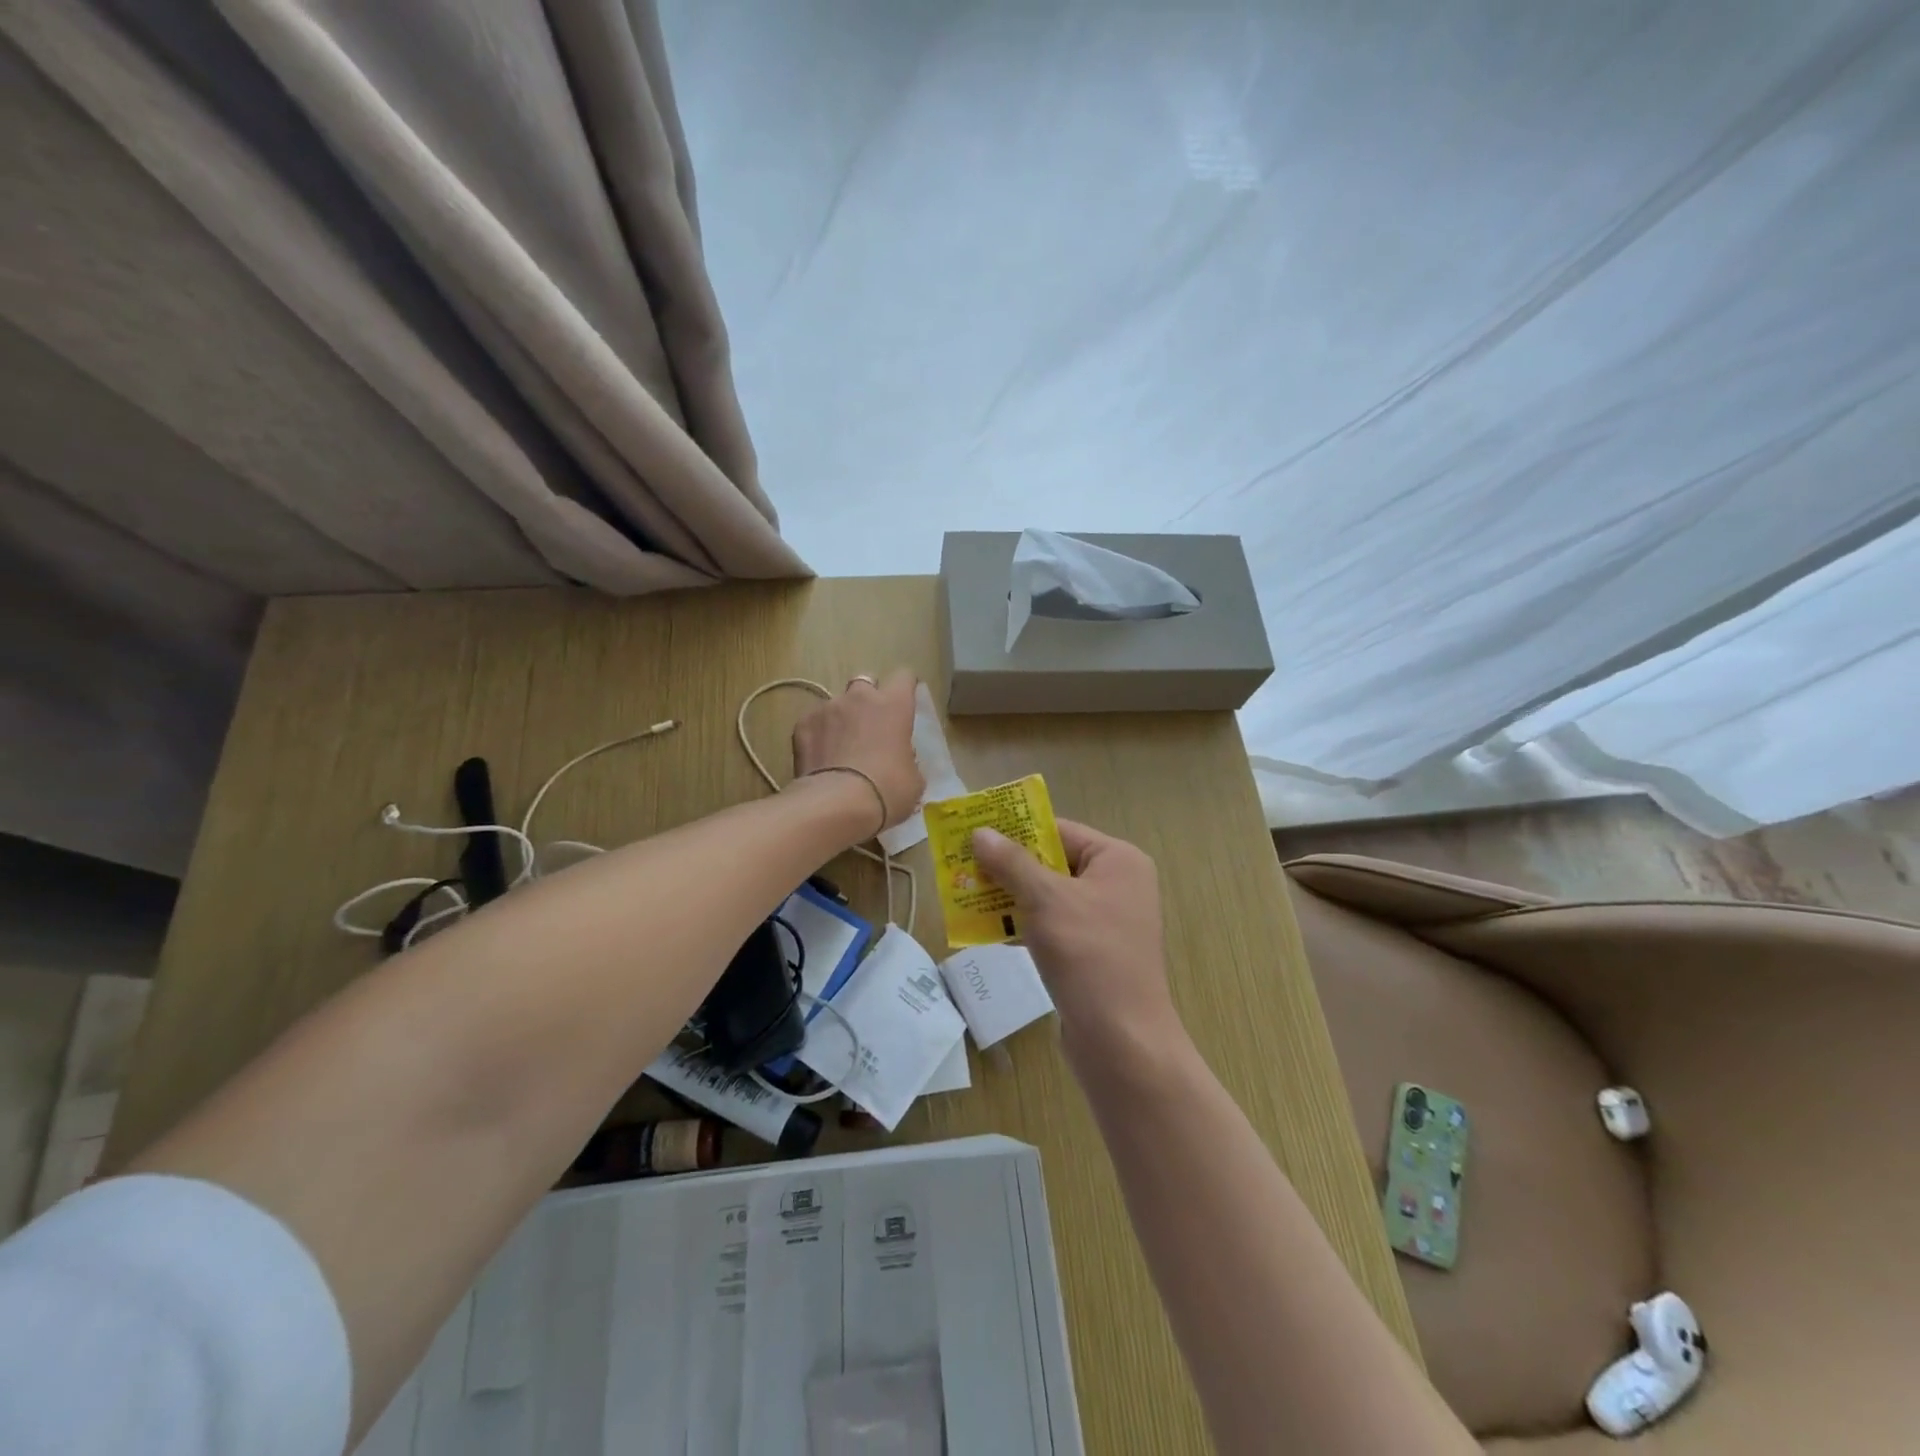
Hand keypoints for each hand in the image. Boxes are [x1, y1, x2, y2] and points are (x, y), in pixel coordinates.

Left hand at [791, 670, 923, 834]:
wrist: (837, 804)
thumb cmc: (886, 791)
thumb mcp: (913, 779)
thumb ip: (907, 758)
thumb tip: (900, 758)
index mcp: (894, 705)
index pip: (904, 677)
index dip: (904, 689)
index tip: (903, 704)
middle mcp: (860, 697)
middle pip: (865, 682)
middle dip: (868, 699)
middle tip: (870, 726)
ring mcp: (827, 707)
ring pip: (837, 703)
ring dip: (841, 719)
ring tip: (840, 748)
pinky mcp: (802, 724)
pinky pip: (813, 722)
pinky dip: (818, 735)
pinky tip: (820, 759)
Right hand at [971, 819, 1185, 1069]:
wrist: (1122, 1041)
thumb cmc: (1089, 956)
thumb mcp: (1046, 900)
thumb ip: (1012, 863)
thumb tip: (980, 833)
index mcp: (1118, 860)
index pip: (1060, 831)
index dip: (1017, 829)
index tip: (975, 832)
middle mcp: (1117, 884)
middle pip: (1053, 862)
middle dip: (1009, 866)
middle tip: (963, 865)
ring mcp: (1107, 920)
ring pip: (1049, 896)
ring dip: (1010, 896)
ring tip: (965, 895)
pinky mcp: (1093, 952)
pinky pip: (1053, 925)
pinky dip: (1024, 924)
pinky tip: (988, 929)